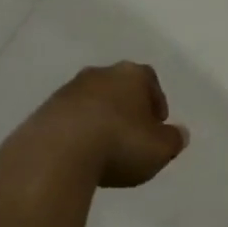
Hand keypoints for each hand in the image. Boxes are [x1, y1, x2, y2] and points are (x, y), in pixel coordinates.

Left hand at [8, 62, 188, 188]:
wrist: (58, 150)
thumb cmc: (119, 143)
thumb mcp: (158, 149)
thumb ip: (173, 140)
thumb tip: (180, 133)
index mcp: (131, 74)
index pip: (149, 80)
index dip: (156, 101)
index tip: (157, 124)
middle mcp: (101, 73)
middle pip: (119, 86)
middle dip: (127, 107)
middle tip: (133, 134)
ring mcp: (70, 89)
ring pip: (93, 99)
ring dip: (100, 118)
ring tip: (105, 147)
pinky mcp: (47, 109)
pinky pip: (70, 117)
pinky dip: (78, 130)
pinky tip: (80, 153)